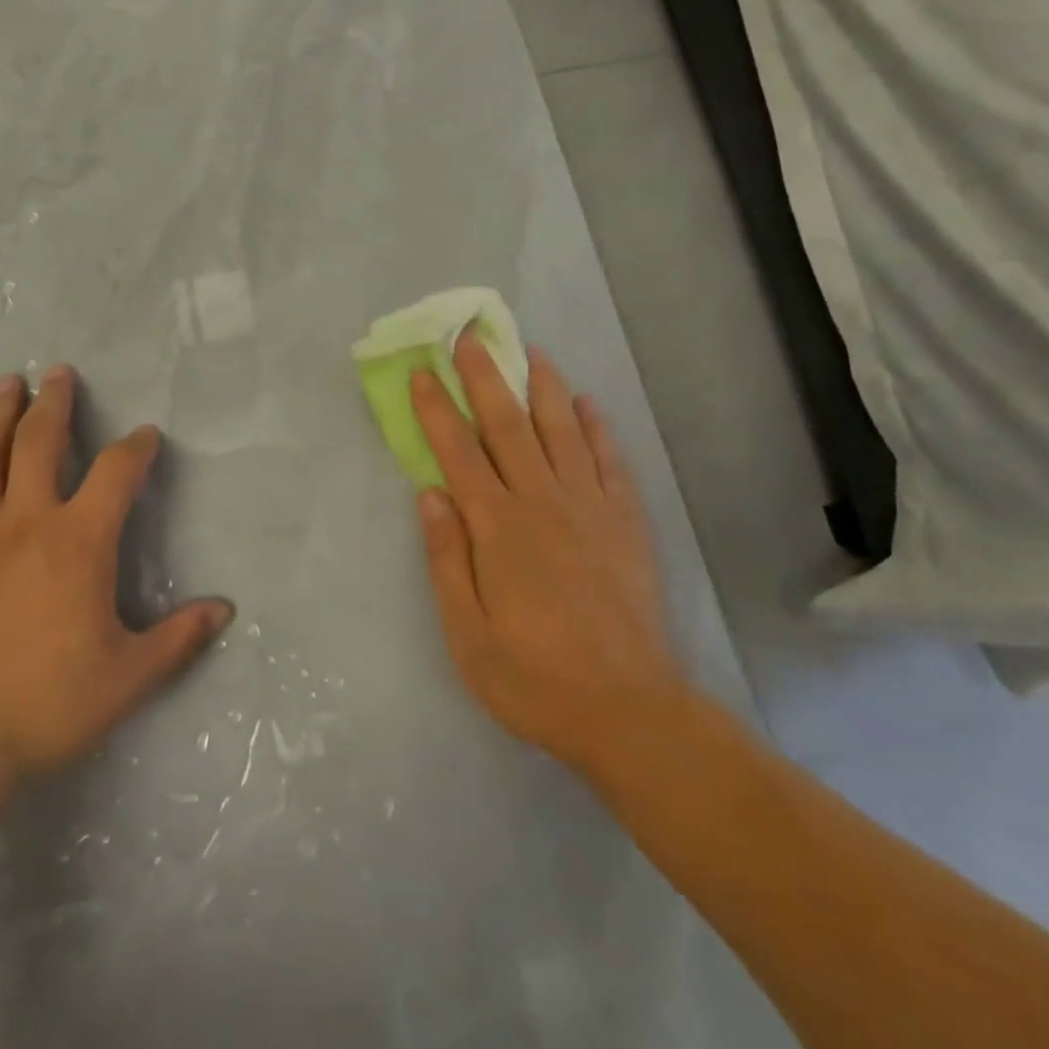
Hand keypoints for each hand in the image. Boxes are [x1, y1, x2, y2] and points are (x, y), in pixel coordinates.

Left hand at [0, 367, 232, 793]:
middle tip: (59, 371)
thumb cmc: (47, 704)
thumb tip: (225, 610)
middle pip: (41, 444)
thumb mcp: (129, 677)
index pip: (117, 474)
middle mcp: (27, 523)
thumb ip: (179, 638)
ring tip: (7, 384)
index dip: (136, 448)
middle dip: (54, 404)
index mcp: (80, 542)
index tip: (146, 435)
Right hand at [410, 331, 685, 769]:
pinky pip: (612, 464)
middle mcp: (543, 504)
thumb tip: (430, 494)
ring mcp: (591, 510)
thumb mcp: (467, 633)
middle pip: (508, 426)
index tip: (421, 372)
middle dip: (485, 377)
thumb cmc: (533, 678)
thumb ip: (446, 559)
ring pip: (562, 432)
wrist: (628, 712)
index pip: (459, 453)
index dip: (437, 409)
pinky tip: (588, 405)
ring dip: (543, 387)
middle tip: (470, 336)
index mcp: (498, 528)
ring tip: (530, 351)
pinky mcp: (627, 525)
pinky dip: (599, 429)